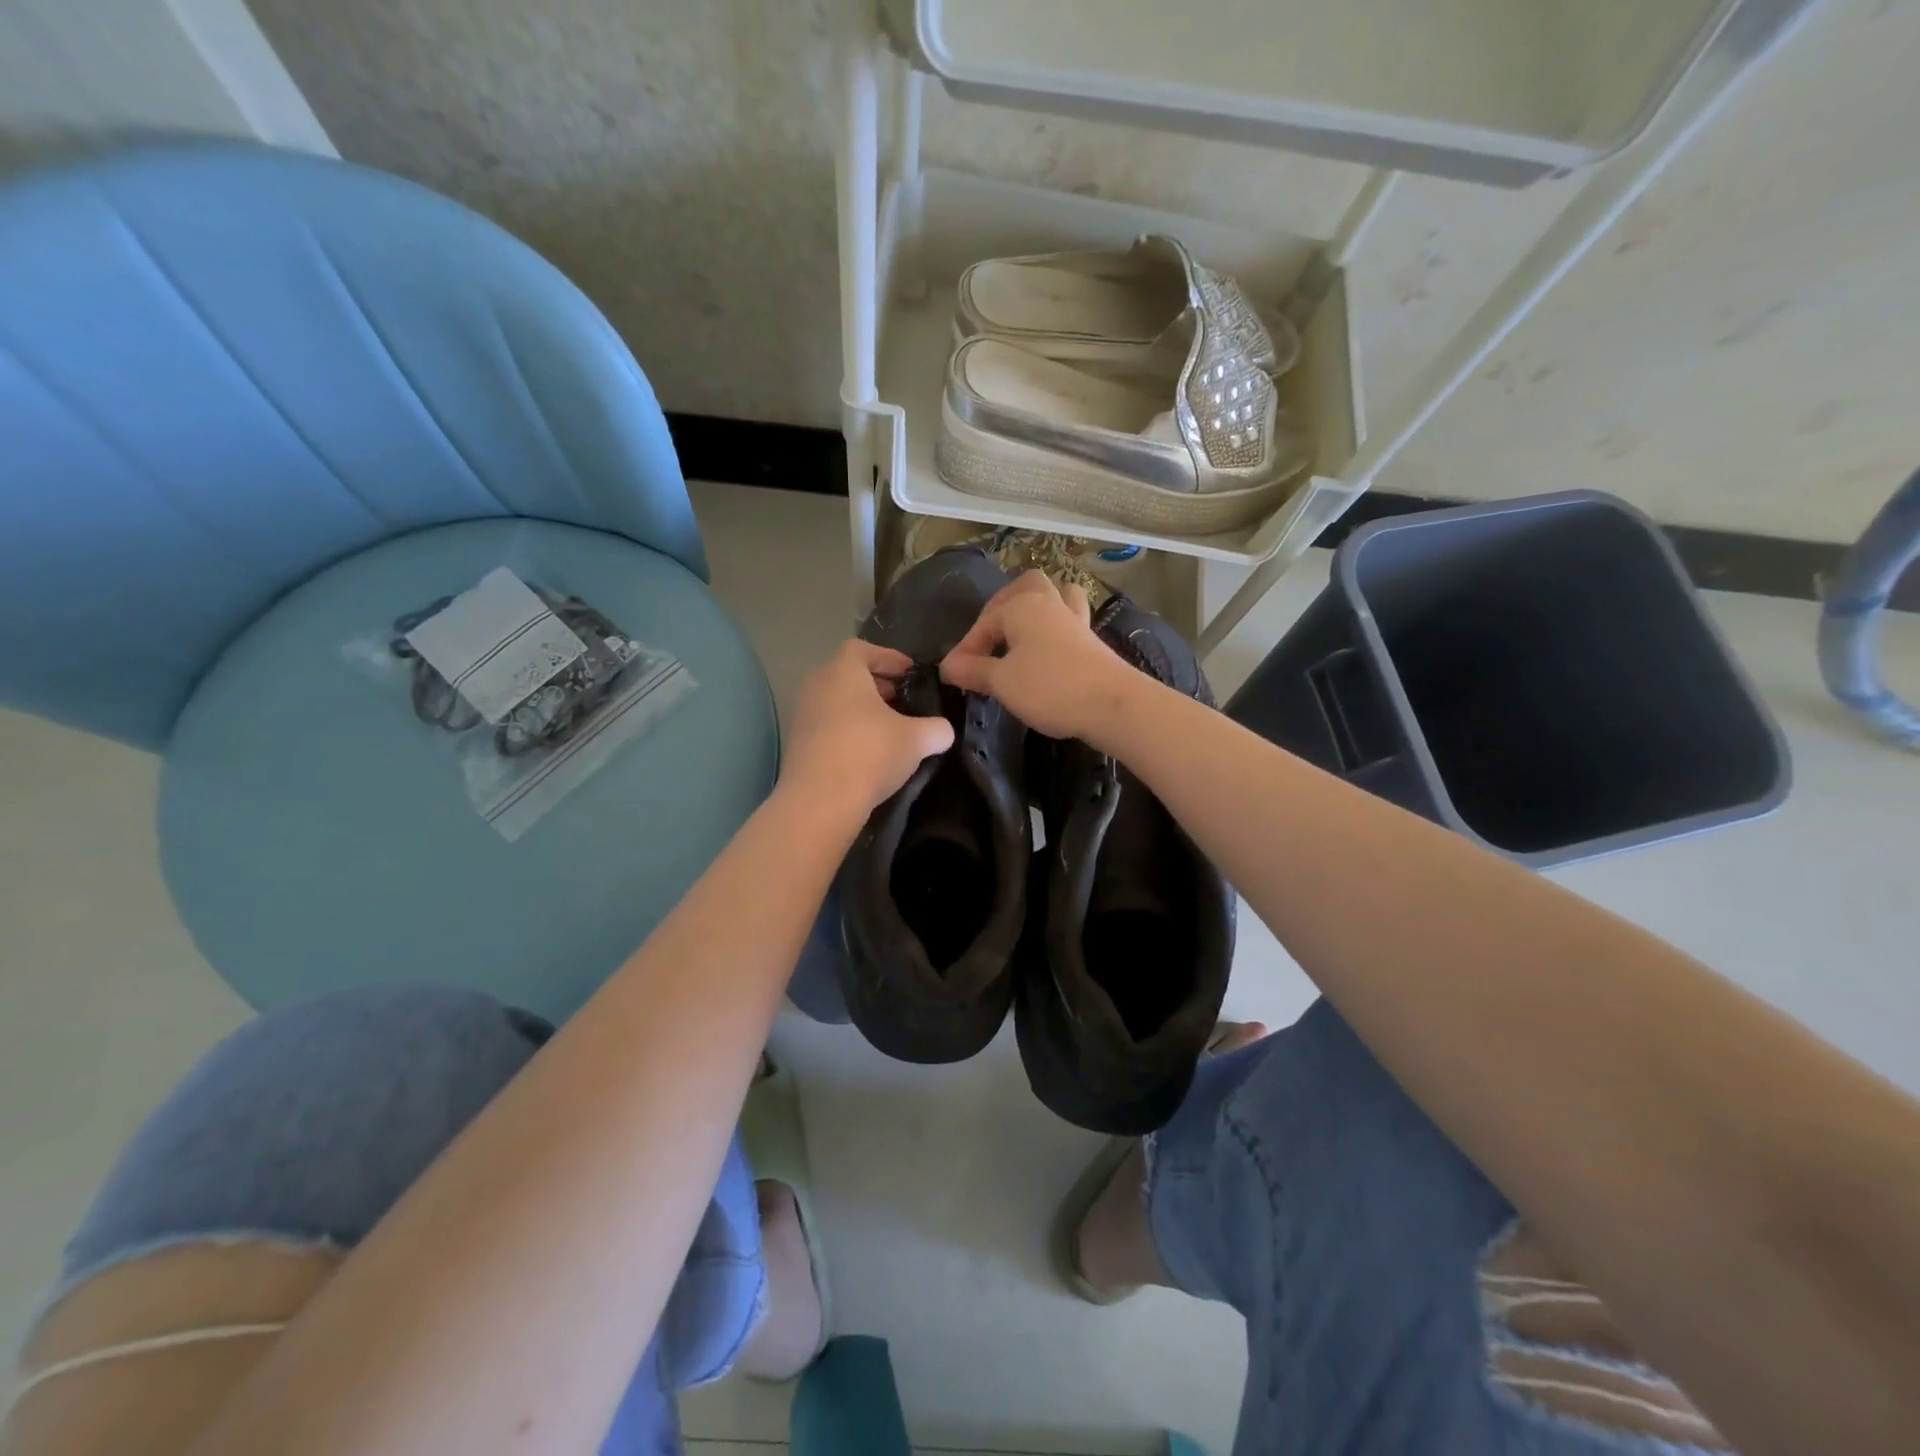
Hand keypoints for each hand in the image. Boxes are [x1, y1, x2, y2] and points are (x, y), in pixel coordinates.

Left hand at [780, 640, 954, 821]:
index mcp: (843, 671)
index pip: (863, 649)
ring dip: (862, 710)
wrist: (820, 802)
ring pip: (837, 701)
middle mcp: (817, 685)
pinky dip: (848, 730)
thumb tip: (943, 731)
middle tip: (902, 700)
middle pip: (848, 675)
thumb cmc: (870, 754)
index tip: (909, 673)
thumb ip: (936, 728)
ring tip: (889, 728)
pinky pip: (827, 725)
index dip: (889, 657)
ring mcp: (803, 715)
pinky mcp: (797, 744)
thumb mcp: (917, 739)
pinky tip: (869, 752)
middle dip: (877, 685)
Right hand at [940, 571, 1132, 739]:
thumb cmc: (1049, 687)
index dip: (965, 649)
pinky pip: (1068, 620)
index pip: (984, 623)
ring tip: (1021, 632)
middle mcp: (1049, 604)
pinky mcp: (1092, 641)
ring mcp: (1075, 620)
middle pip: (1025, 586)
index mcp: (1022, 606)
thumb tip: (948, 666)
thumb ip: (973, 670)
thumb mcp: (1002, 682)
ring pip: (1055, 596)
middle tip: (989, 636)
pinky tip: (1046, 649)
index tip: (953, 675)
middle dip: (1002, 606)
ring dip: (1036, 607)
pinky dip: (1054, 628)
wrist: (1112, 704)